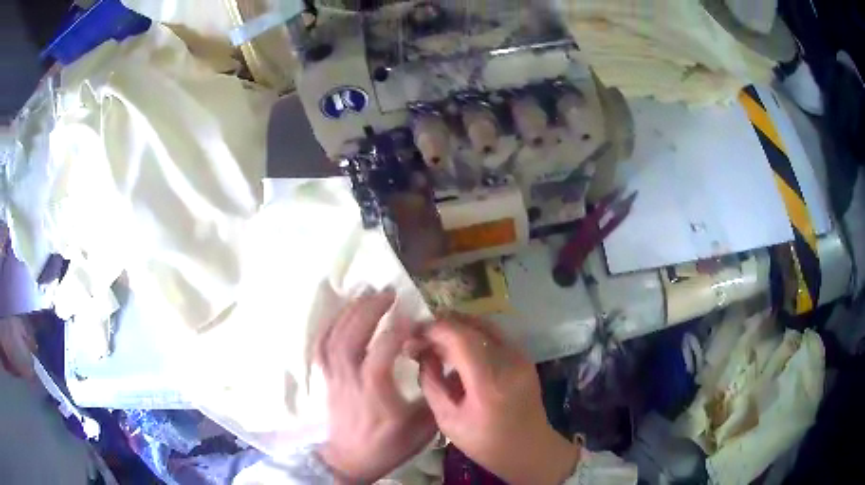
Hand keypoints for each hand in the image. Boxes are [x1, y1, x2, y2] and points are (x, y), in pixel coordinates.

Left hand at [315, 290, 436, 483]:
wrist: (350, 460)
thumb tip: (444, 366)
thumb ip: (434, 396)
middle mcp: (350, 380)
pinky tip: (343, 313)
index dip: (396, 330)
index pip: (382, 354)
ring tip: (367, 294)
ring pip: (333, 338)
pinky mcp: (327, 378)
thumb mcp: (422, 428)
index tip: (411, 313)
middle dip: (368, 310)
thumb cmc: (387, 446)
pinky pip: (322, 346)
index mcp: (375, 393)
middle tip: (387, 292)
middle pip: (350, 339)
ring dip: (350, 312)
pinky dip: (331, 325)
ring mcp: (334, 378)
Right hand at [415, 314, 580, 484]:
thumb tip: (422, 354)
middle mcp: (509, 362)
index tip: (415, 334)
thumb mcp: (448, 421)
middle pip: (474, 325)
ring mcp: (521, 357)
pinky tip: (460, 349)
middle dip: (445, 324)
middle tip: (423, 334)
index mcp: (489, 383)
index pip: (461, 338)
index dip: (435, 329)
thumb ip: (432, 384)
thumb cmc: (486, 443)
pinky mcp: (525, 358)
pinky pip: (496, 335)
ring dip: (459, 327)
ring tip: (438, 340)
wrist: (529, 448)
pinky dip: (474, 335)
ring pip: (486, 326)